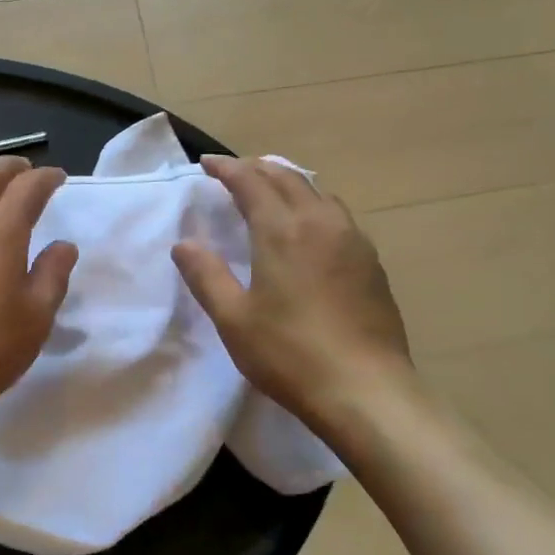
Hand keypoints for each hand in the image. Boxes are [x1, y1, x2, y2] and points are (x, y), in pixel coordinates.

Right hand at [173, 157, 412, 435]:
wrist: (367, 390)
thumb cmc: (291, 355)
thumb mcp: (234, 320)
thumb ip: (206, 276)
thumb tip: (183, 244)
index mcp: (282, 230)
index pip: (250, 182)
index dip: (226, 168)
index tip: (206, 164)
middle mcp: (320, 222)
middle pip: (287, 178)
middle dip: (257, 169)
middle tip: (235, 172)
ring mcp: (352, 239)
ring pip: (317, 192)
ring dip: (289, 182)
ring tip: (272, 190)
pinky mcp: (371, 261)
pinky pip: (338, 214)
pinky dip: (314, 204)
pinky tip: (311, 226)